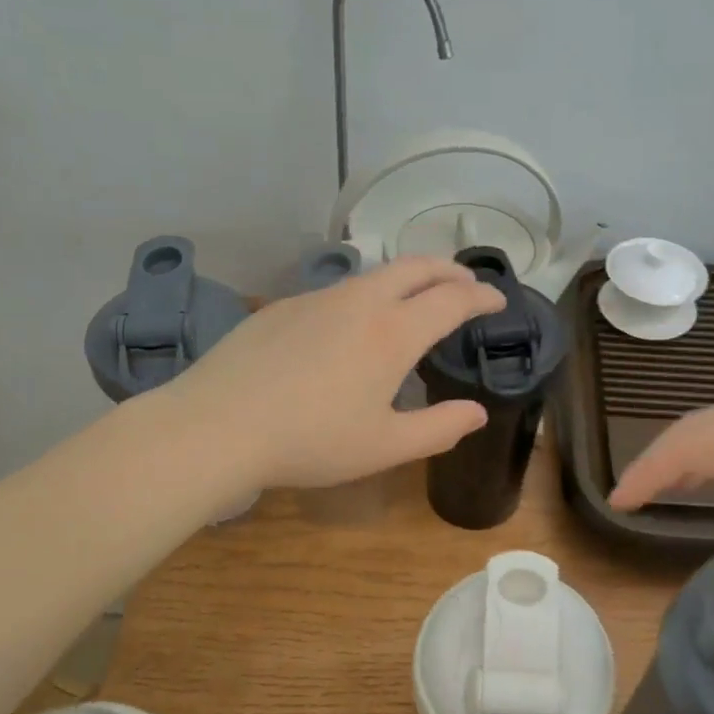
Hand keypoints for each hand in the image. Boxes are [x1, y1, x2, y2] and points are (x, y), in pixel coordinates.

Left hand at [172, 256, 506, 490]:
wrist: (216, 426)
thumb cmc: (310, 441)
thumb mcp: (384, 446)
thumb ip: (438, 428)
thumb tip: (476, 412)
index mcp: (392, 333)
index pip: (451, 299)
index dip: (480, 296)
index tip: (496, 299)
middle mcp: (359, 302)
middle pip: (415, 267)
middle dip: (448, 270)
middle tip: (465, 283)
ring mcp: (316, 299)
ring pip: (374, 275)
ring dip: (406, 278)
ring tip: (415, 297)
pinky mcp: (282, 307)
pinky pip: (338, 291)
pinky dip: (366, 294)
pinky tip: (352, 323)